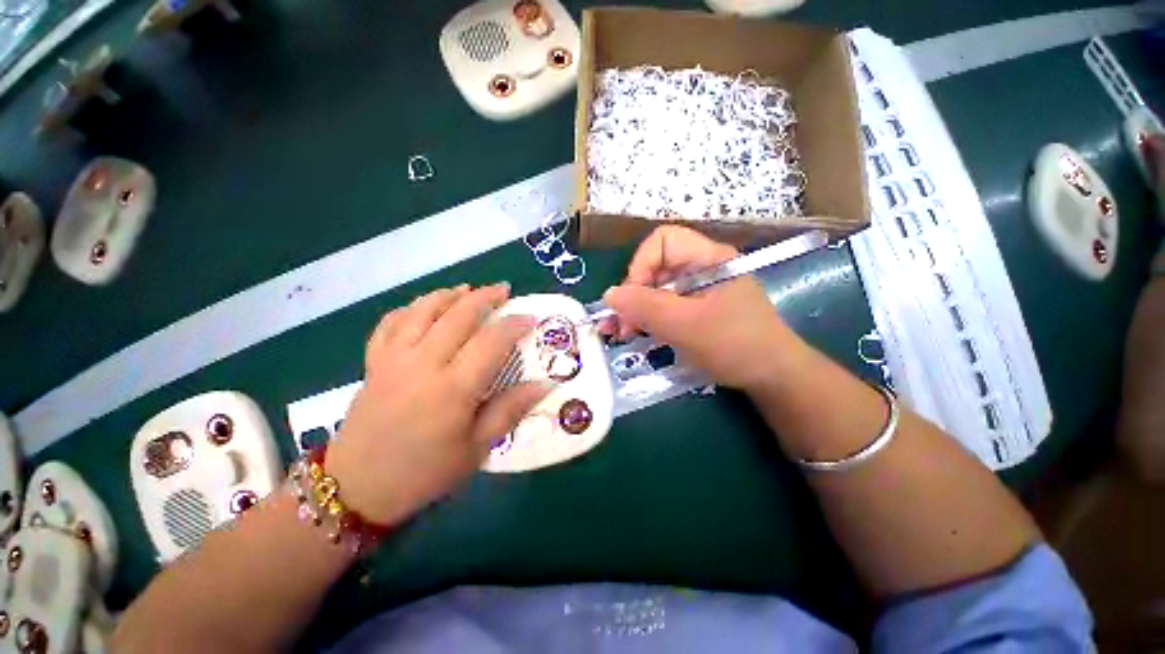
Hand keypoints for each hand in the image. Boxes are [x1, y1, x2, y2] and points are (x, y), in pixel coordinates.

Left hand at [325, 284, 549, 525]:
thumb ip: (510, 410)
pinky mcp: (374, 362)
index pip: (491, 342)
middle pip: (458, 316)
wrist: (358, 488)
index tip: (530, 318)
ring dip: (449, 294)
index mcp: (453, 389)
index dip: (514, 324)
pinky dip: (411, 308)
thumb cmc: (425, 472)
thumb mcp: (477, 449)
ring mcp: (394, 359)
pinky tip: (425, 306)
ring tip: (468, 289)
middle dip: (485, 297)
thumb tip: (544, 385)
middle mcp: (423, 365)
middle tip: (504, 290)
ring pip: (423, 311)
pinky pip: (391, 323)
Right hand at [602, 226, 802, 390]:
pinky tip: (639, 334)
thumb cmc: (735, 345)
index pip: (663, 241)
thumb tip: (609, 294)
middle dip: (634, 294)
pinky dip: (650, 319)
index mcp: (708, 259)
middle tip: (621, 325)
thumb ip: (645, 307)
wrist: (773, 377)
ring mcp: (700, 290)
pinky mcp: (698, 309)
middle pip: (656, 266)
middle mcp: (702, 268)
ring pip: (657, 289)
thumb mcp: (685, 326)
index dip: (641, 264)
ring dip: (637, 309)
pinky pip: (666, 306)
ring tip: (623, 333)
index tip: (631, 298)